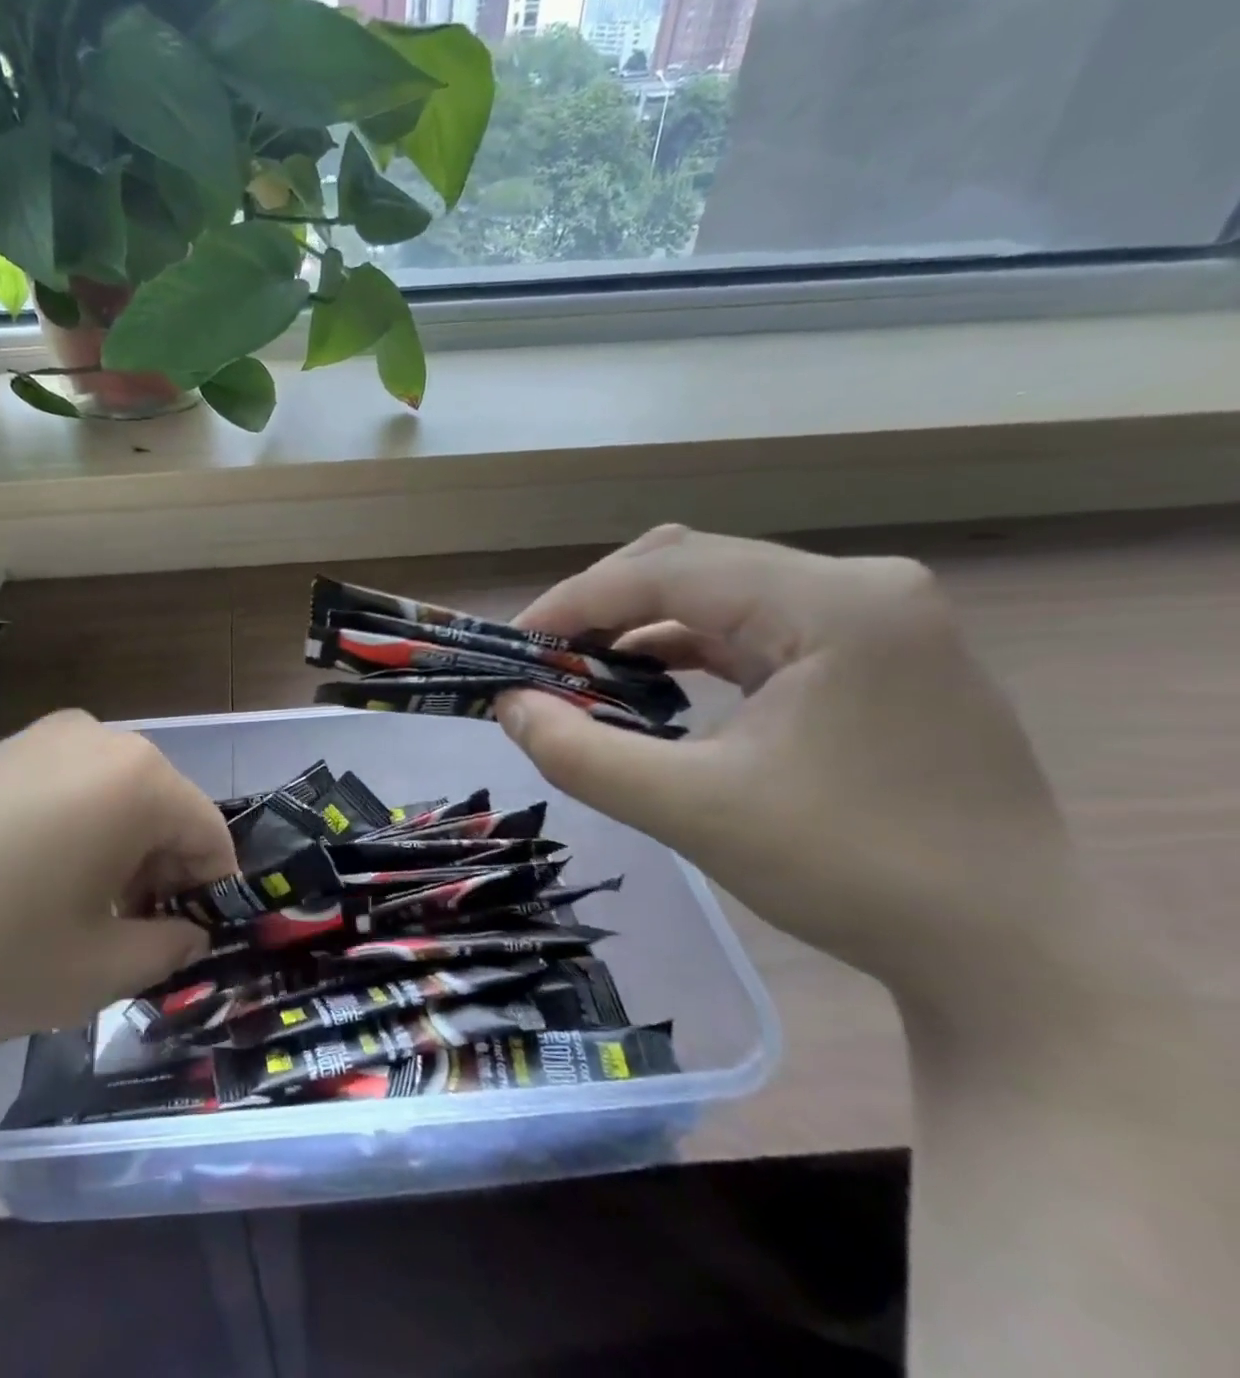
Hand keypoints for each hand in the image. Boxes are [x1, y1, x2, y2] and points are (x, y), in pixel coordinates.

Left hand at [0, 711, 223, 1071]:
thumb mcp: (92, 974)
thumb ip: (164, 951)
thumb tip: (185, 932)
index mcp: (138, 777)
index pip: (210, 834)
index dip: (207, 896)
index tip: (177, 947)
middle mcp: (97, 737)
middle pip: (160, 811)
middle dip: (156, 876)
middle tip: (118, 941)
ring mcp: (37, 738)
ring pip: (111, 801)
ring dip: (112, 858)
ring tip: (62, 921)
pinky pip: (61, 792)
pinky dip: (66, 837)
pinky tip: (15, 889)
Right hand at [497, 526, 1081, 1012]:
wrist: (1009, 952)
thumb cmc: (853, 872)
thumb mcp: (693, 811)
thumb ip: (581, 754)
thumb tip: (508, 705)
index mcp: (834, 603)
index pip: (670, 569)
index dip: (576, 600)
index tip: (513, 645)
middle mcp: (860, 587)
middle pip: (695, 564)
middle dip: (605, 606)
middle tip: (544, 658)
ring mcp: (874, 618)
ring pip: (721, 592)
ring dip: (643, 625)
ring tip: (583, 670)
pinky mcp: (871, 654)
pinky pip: (754, 627)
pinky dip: (688, 648)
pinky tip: (650, 682)